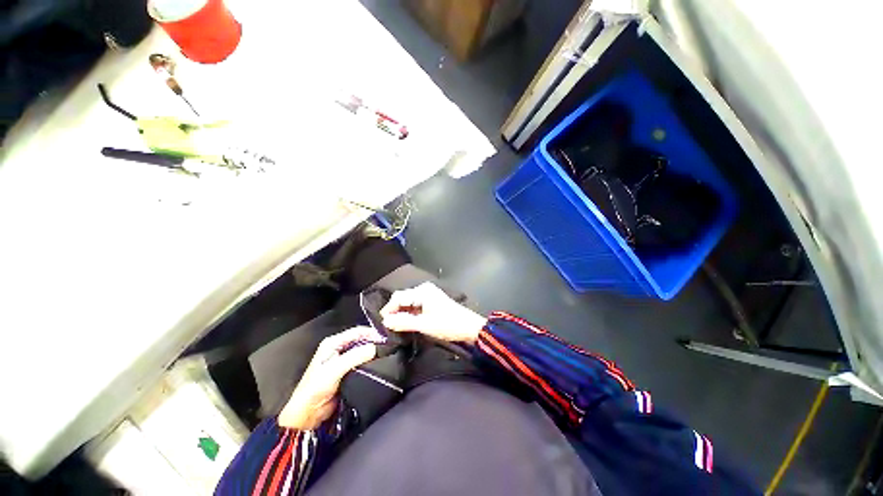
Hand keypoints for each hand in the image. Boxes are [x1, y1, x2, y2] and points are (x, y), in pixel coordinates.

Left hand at [278, 327, 377, 429]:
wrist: (307, 414)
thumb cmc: (315, 389)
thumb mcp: (334, 370)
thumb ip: (354, 357)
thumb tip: (375, 348)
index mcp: (333, 343)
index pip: (357, 332)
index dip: (371, 333)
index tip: (386, 337)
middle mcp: (339, 348)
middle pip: (361, 340)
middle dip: (374, 342)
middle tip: (389, 346)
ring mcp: (343, 360)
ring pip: (363, 351)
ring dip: (373, 352)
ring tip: (387, 354)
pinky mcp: (347, 372)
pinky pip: (362, 363)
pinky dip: (371, 362)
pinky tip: (379, 364)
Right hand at [381, 282, 485, 343]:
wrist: (469, 327)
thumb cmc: (447, 324)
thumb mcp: (424, 325)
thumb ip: (403, 322)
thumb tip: (385, 321)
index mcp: (422, 291)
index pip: (398, 297)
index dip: (388, 309)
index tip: (381, 324)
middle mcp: (423, 289)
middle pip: (402, 298)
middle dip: (394, 311)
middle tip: (388, 327)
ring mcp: (428, 294)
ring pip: (408, 302)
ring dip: (402, 313)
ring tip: (395, 327)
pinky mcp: (432, 300)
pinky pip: (415, 305)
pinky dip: (410, 313)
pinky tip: (407, 323)